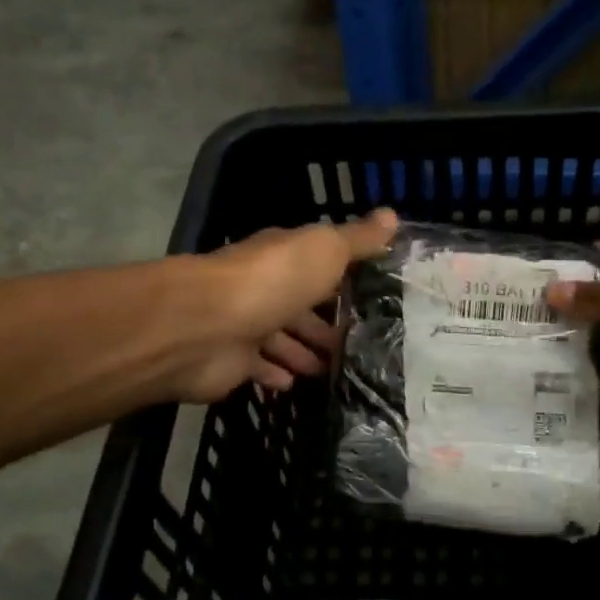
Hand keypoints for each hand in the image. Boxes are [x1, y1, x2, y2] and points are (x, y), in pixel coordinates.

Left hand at [174, 209, 397, 402]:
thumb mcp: (324, 250)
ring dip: (304, 351)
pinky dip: (277, 374)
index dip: (343, 277)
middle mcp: (263, 287)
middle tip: (359, 344)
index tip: (374, 294)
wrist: (207, 325)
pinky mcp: (233, 362)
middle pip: (299, 306)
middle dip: (325, 323)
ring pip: (281, 339)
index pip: (317, 264)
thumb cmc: (272, 281)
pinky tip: (296, 384)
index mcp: (284, 257)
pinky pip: (260, 369)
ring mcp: (245, 325)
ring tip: (336, 369)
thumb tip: (392, 215)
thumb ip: (357, 239)